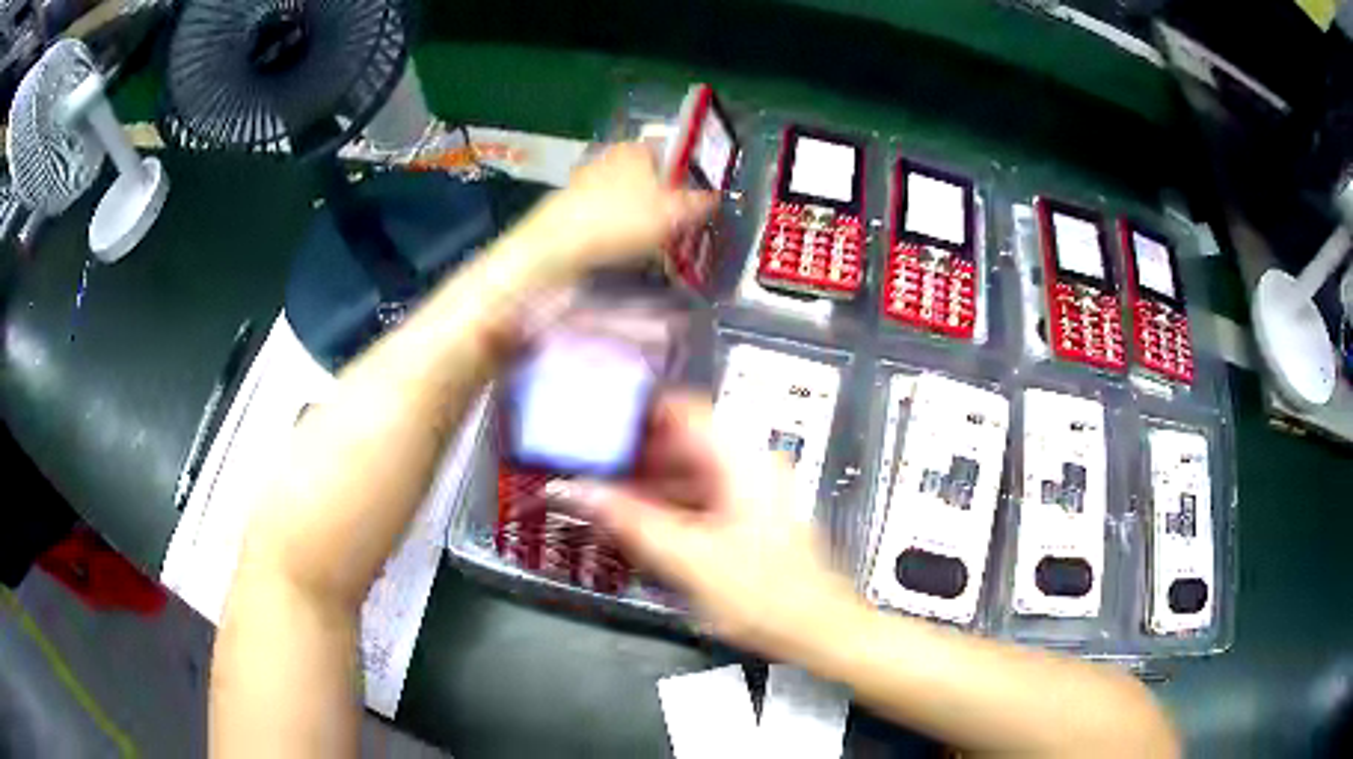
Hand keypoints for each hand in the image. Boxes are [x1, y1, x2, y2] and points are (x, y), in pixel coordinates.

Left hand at [513, 143, 716, 280]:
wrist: (558, 245)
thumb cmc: (621, 220)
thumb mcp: (672, 213)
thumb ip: (698, 203)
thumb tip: (716, 197)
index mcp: (635, 150)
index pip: (668, 153)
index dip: (684, 175)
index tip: (693, 199)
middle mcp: (609, 158)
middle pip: (645, 175)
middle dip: (660, 197)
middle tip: (676, 224)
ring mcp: (585, 181)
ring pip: (624, 195)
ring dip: (637, 214)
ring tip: (652, 242)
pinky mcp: (569, 206)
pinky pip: (603, 214)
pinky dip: (614, 227)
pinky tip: (622, 247)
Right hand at [550, 393, 863, 658]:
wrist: (819, 630)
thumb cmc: (762, 593)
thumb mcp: (688, 558)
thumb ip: (631, 520)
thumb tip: (578, 489)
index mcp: (742, 459)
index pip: (682, 408)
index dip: (635, 412)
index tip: (591, 424)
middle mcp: (750, 464)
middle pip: (682, 440)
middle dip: (634, 455)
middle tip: (587, 470)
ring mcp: (752, 490)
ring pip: (689, 470)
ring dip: (647, 483)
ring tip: (602, 499)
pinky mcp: (749, 516)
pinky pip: (700, 496)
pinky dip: (668, 505)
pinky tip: (638, 525)